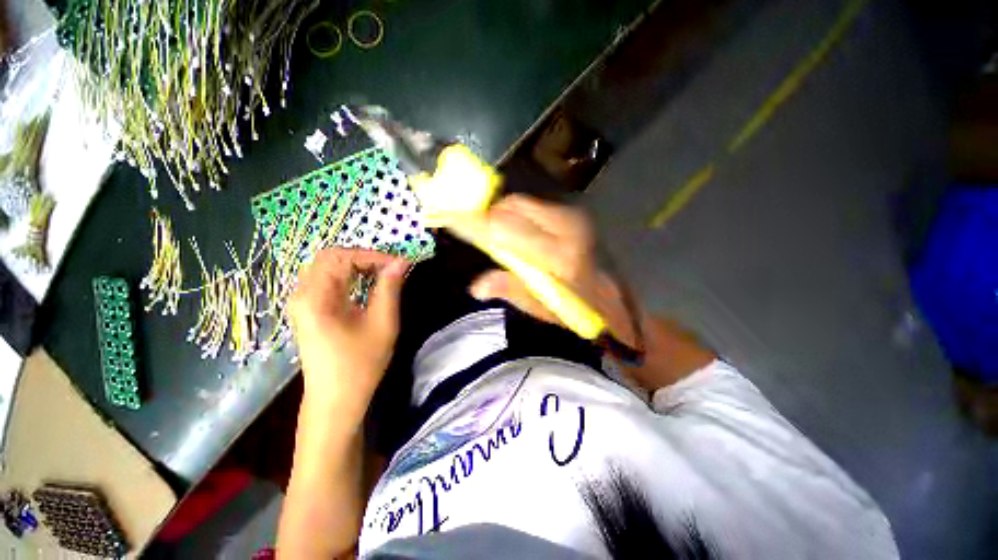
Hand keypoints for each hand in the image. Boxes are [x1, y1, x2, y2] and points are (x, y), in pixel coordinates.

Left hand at [288, 248, 408, 407]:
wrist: (336, 399)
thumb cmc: (360, 363)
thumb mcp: (382, 323)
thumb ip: (390, 288)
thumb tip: (401, 262)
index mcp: (315, 297)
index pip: (340, 257)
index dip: (372, 255)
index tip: (398, 264)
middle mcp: (301, 294)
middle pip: (329, 257)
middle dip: (363, 257)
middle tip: (390, 267)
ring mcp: (302, 302)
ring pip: (327, 267)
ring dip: (356, 265)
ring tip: (382, 274)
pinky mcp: (308, 310)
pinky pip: (326, 281)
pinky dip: (349, 276)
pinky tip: (366, 285)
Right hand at [469, 195, 637, 347]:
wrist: (608, 296)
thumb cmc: (576, 309)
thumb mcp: (544, 309)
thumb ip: (512, 291)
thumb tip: (476, 286)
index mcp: (559, 255)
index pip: (506, 230)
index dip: (475, 223)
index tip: (448, 216)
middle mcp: (566, 227)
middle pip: (512, 208)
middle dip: (486, 215)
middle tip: (469, 229)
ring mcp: (570, 216)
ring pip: (521, 204)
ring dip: (500, 214)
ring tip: (489, 233)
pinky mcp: (570, 213)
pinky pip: (531, 207)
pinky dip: (514, 214)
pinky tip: (511, 230)